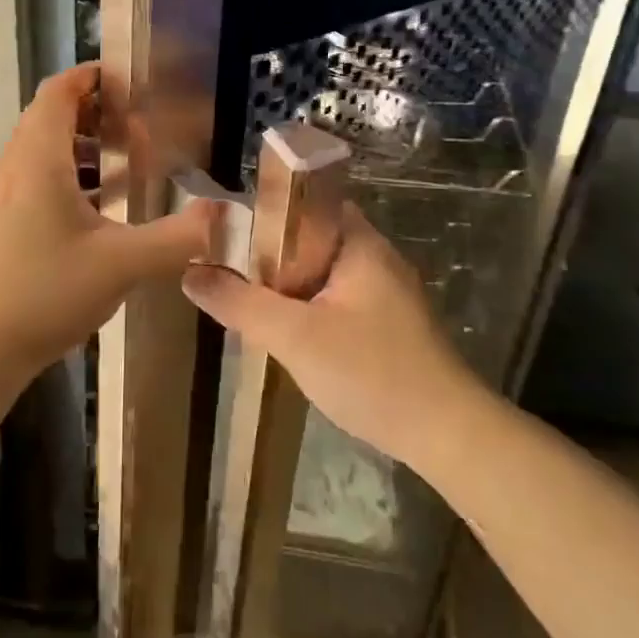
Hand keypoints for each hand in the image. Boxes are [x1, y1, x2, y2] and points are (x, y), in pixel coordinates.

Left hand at [0, 63, 215, 386]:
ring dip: (83, 150)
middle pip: (50, 118)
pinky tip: (96, 216)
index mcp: (38, 160)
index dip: (92, 76)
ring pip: (42, 152)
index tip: (130, 80)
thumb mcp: (121, 266)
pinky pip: (33, 182)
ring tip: (125, 167)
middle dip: (96, 115)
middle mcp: (12, 168)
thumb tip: (221, 215)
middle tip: (139, 129)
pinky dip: (67, 180)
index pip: (59, 91)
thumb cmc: (41, 294)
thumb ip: (176, 239)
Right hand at [181, 204, 483, 468]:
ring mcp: (387, 293)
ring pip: (324, 273)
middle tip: (229, 269)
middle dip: (271, 253)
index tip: (228, 229)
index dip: (267, 210)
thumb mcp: (294, 337)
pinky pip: (338, 299)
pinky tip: (288, 332)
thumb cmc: (371, 372)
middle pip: (312, 238)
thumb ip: (241, 303)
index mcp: (359, 244)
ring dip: (289, 284)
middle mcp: (376, 258)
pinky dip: (310, 307)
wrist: (447, 434)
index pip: (309, 202)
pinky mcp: (390, 324)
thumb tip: (191, 274)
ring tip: (247, 298)